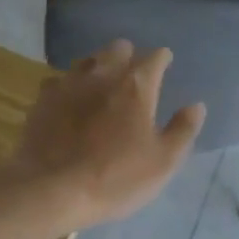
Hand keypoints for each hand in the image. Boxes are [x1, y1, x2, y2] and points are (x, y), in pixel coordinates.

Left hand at [9, 40, 205, 231]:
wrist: (50, 190)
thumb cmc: (115, 177)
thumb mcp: (163, 161)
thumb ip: (183, 130)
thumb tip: (196, 106)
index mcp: (136, 85)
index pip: (155, 57)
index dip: (162, 59)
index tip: (165, 64)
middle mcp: (102, 74)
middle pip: (117, 49)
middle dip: (129, 55)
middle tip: (134, 74)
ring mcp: (68, 84)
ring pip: (87, 61)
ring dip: (98, 67)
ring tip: (102, 85)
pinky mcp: (42, 100)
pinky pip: (59, 81)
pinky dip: (69, 87)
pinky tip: (69, 102)